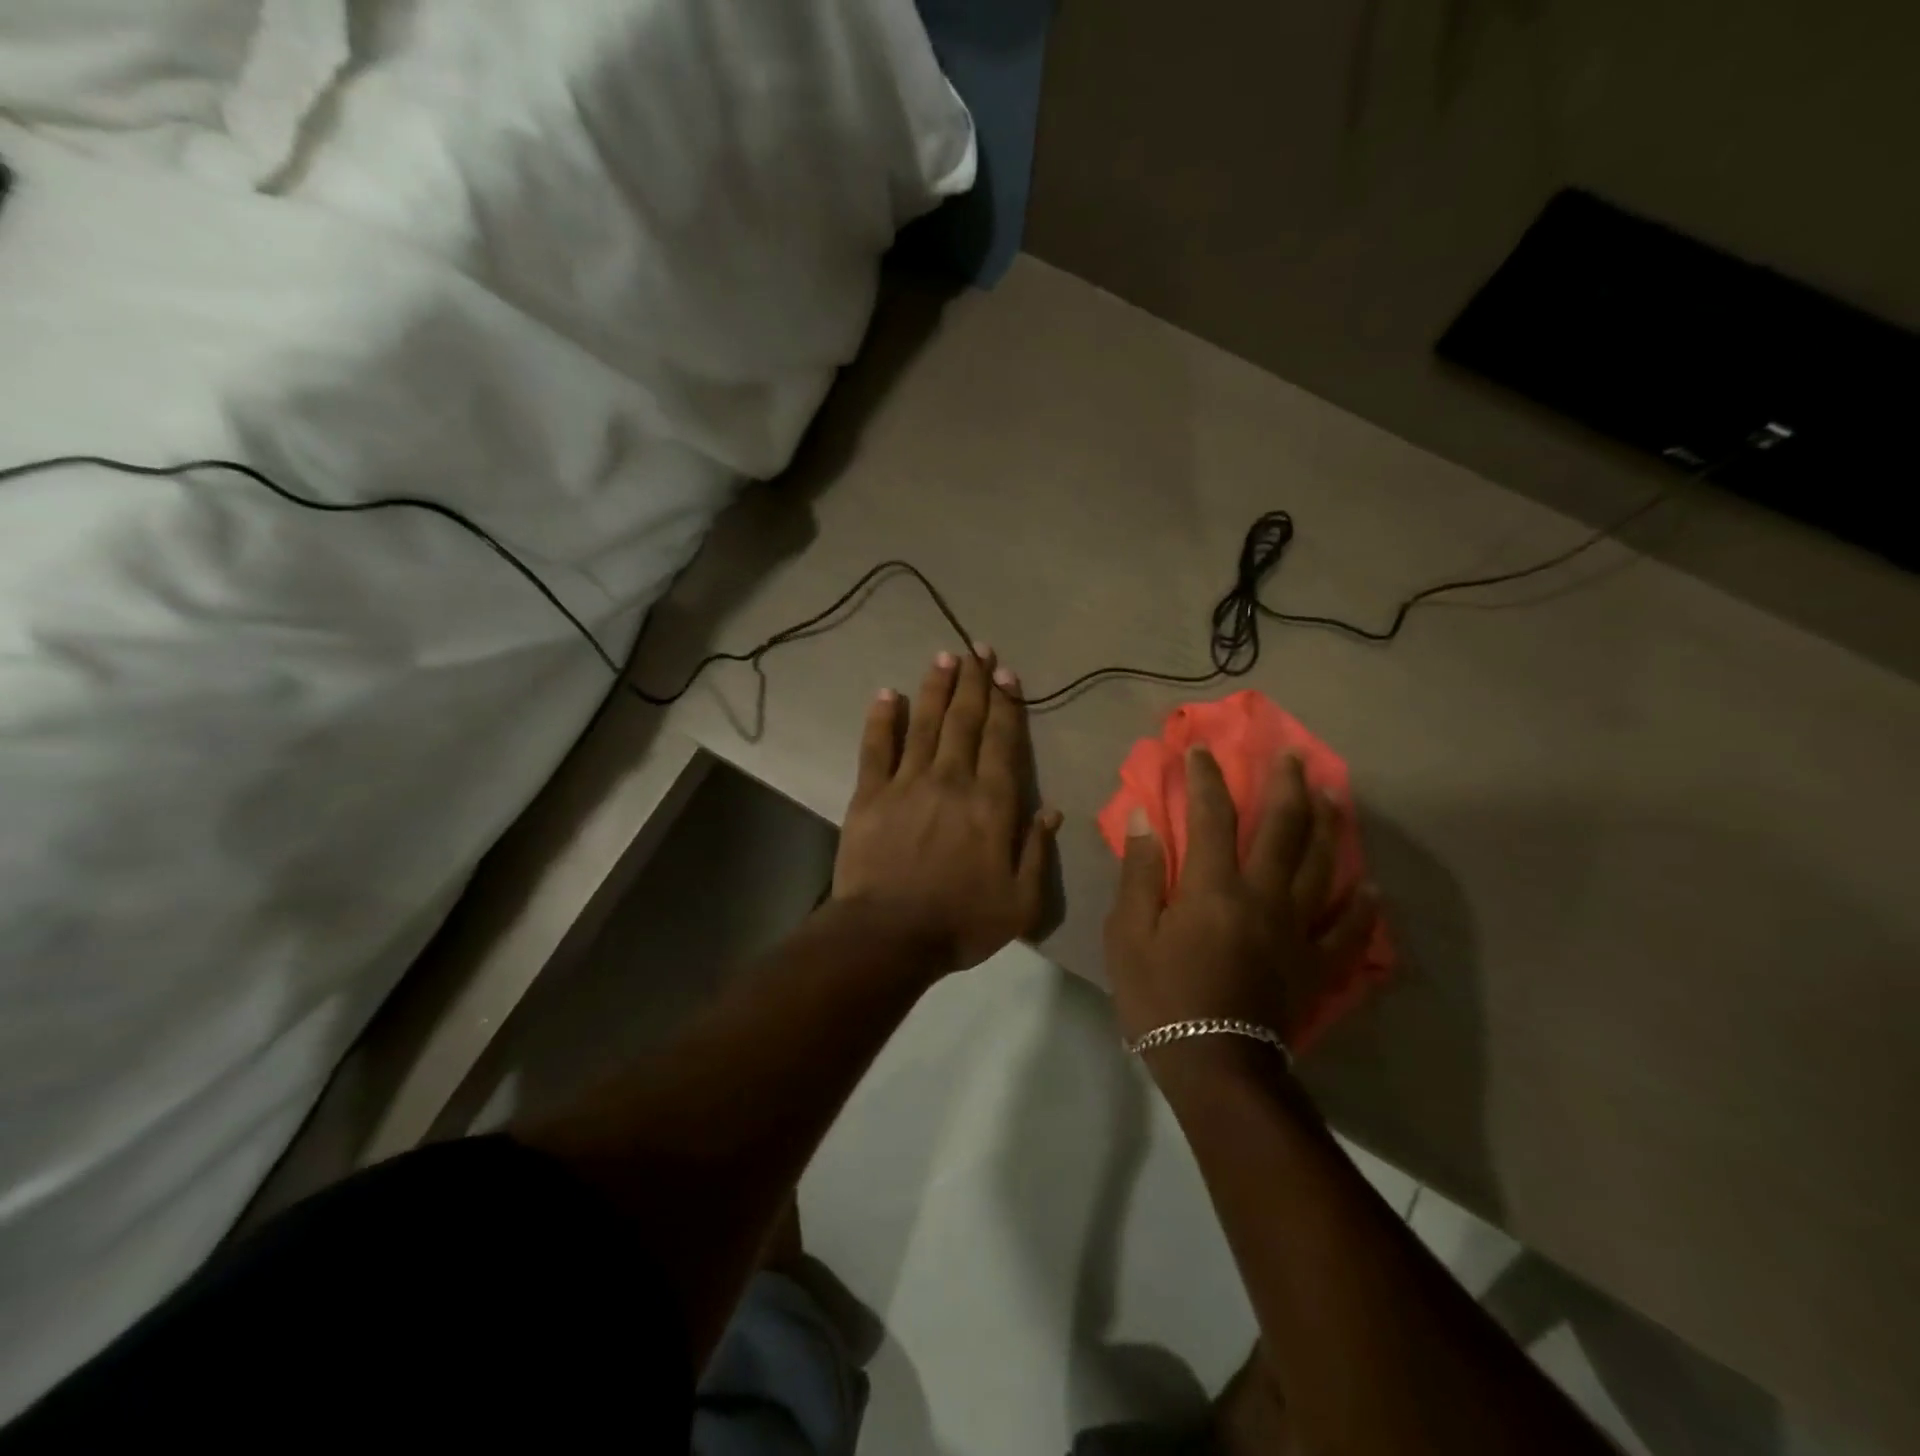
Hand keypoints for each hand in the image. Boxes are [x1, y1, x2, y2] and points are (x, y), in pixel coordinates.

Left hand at [833, 646, 1062, 975]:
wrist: (889, 936)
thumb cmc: (960, 922)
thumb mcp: (1020, 902)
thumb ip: (1036, 851)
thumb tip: (1050, 809)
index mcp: (991, 804)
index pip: (1002, 741)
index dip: (1006, 704)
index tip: (1006, 673)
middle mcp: (952, 780)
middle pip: (965, 721)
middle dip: (973, 682)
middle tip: (976, 649)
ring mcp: (907, 783)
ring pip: (924, 724)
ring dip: (935, 688)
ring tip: (943, 657)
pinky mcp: (869, 794)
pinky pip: (875, 747)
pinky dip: (881, 719)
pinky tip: (886, 694)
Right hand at [1104, 745, 1376, 1048]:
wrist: (1214, 1067)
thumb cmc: (1161, 998)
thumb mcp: (1128, 934)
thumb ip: (1140, 872)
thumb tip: (1146, 818)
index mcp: (1214, 887)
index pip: (1211, 815)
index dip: (1205, 778)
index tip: (1200, 751)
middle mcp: (1263, 896)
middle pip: (1282, 828)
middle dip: (1286, 784)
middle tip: (1292, 754)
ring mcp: (1298, 929)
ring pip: (1321, 865)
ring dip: (1328, 824)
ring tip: (1332, 794)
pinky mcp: (1317, 964)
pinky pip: (1348, 930)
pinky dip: (1362, 907)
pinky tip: (1370, 888)